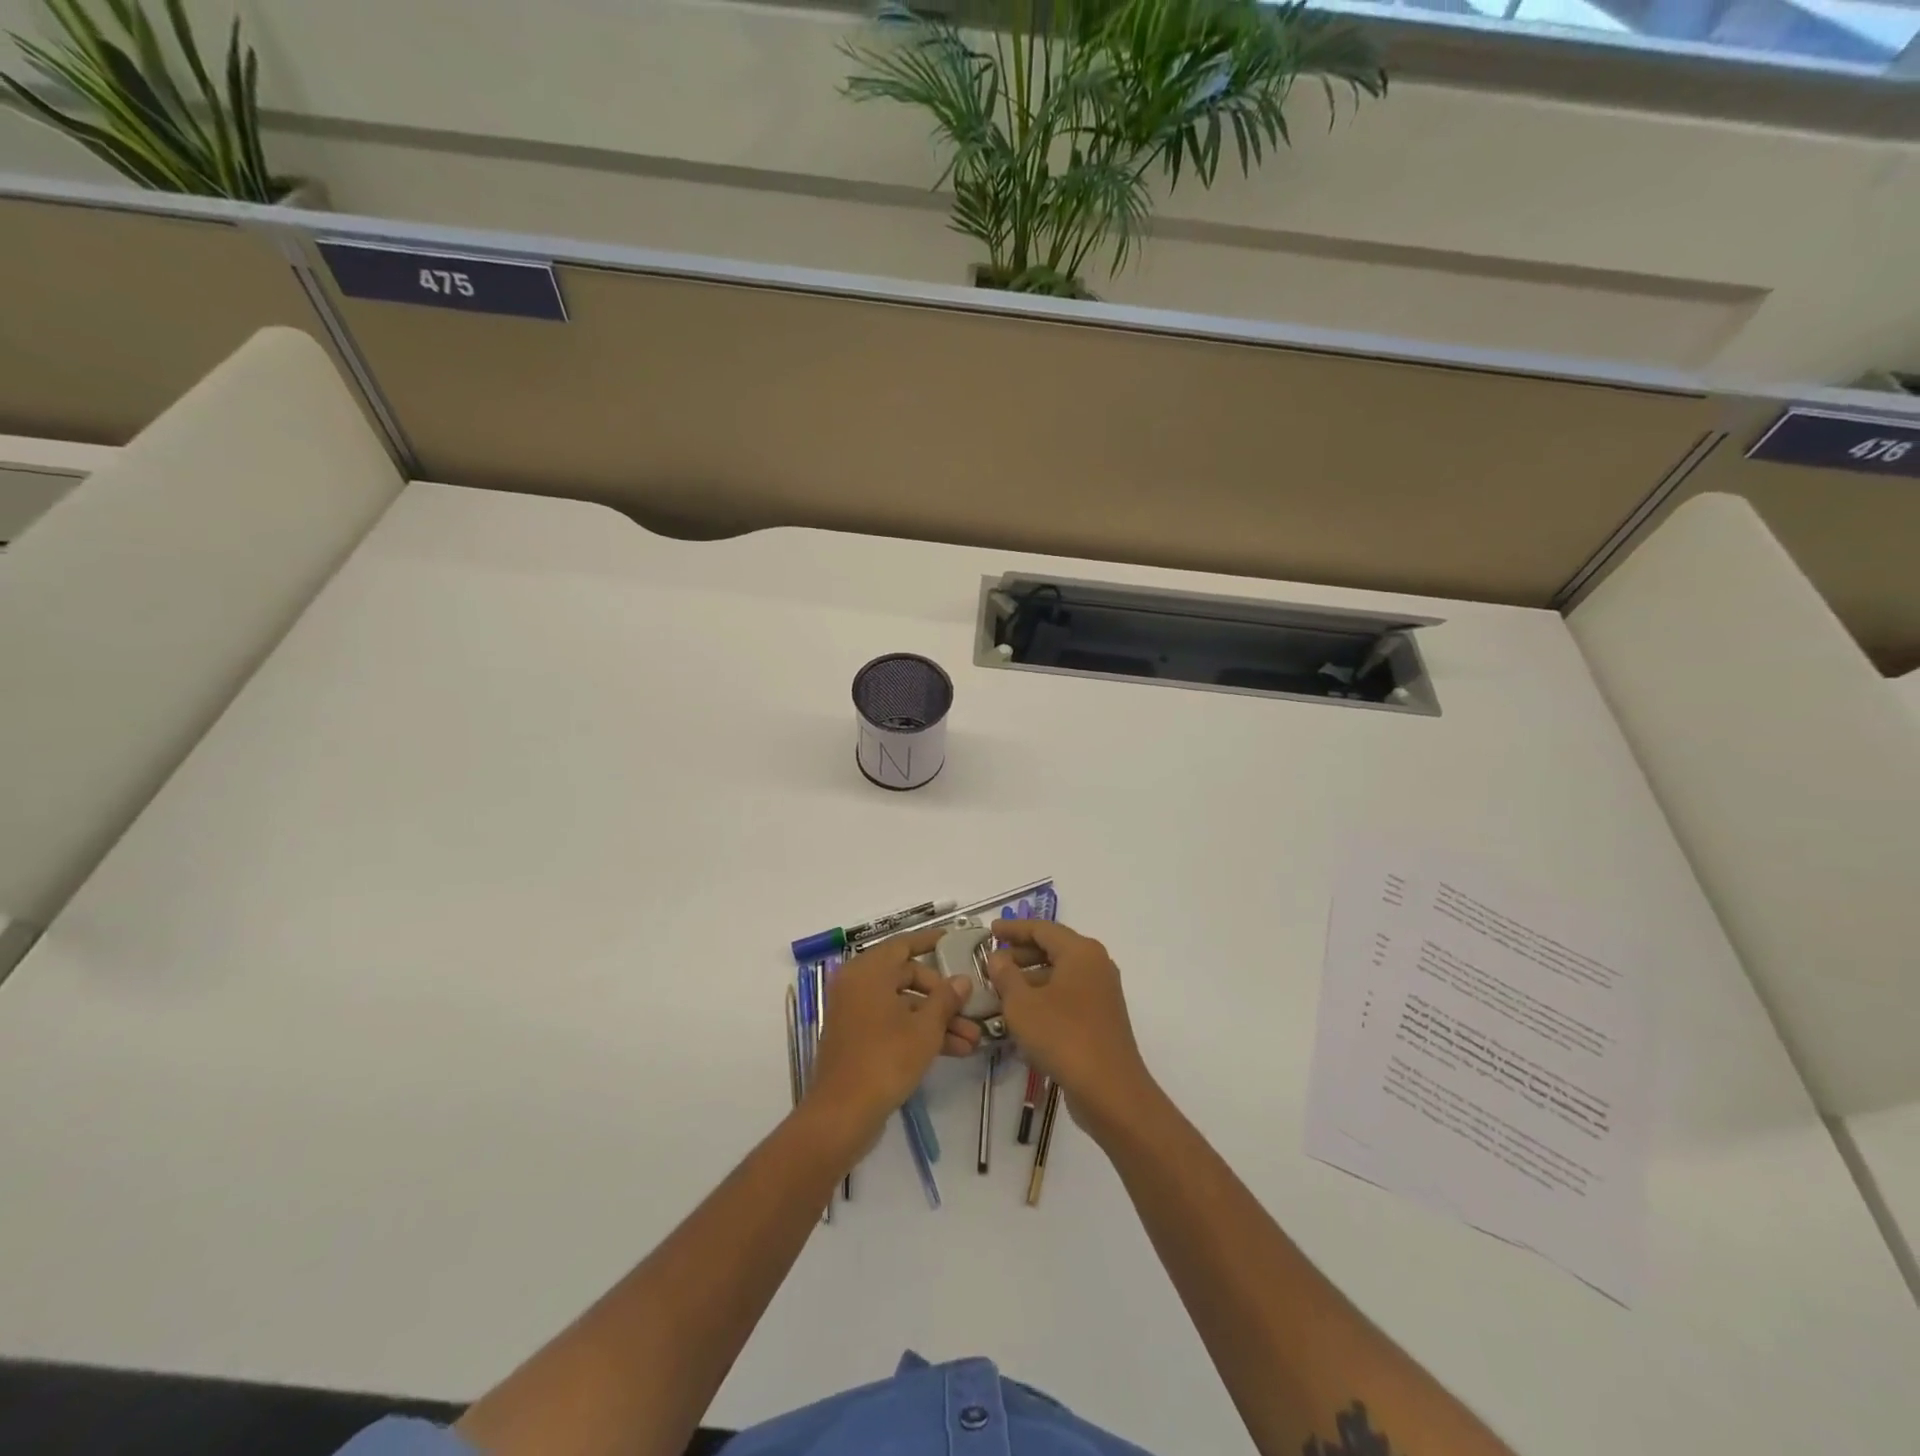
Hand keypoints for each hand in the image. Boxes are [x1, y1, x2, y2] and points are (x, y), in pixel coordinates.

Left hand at [804, 927, 973, 1142]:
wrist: (842, 1114)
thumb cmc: (885, 1059)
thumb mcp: (925, 1028)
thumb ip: (946, 999)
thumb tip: (962, 980)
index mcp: (868, 971)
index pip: (904, 945)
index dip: (930, 942)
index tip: (953, 940)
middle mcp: (857, 985)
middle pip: (907, 978)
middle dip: (942, 997)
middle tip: (970, 1010)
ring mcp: (855, 1013)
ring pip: (903, 1006)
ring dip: (936, 1020)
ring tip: (972, 1040)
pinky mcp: (857, 1039)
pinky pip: (892, 1024)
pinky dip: (918, 1032)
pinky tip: (953, 1050)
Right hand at [987, 919, 1159, 1143]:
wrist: (1109, 1090)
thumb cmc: (1062, 1037)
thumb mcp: (1022, 1004)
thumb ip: (1005, 975)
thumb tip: (997, 957)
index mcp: (1080, 951)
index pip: (1041, 928)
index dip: (1013, 929)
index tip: (989, 931)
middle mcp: (1096, 965)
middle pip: (1053, 949)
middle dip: (1020, 954)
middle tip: (992, 963)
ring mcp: (1102, 992)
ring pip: (1060, 974)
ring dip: (1030, 978)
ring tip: (1001, 990)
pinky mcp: (1102, 1017)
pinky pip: (1068, 995)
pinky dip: (1045, 996)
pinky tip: (1023, 1015)